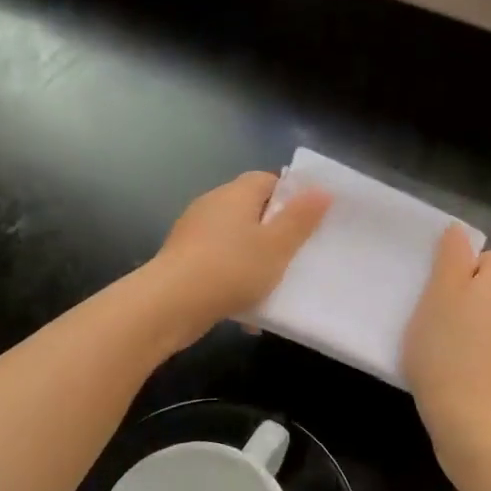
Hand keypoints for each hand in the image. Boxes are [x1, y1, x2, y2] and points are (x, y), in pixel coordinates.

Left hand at [149, 171, 330, 344]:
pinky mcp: (182, 261)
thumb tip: (321, 190)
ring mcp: (192, 234)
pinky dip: (233, 281)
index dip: (290, 197)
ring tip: (273, 288)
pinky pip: (217, 265)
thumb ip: (300, 219)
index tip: (308, 222)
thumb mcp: (277, 246)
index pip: (267, 180)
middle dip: (272, 233)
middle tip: (296, 257)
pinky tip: (246, 310)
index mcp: (235, 194)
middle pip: (250, 211)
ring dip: (252, 262)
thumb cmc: (231, 269)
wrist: (170, 304)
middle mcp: (211, 206)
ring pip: (234, 242)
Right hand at [403, 226, 490, 450]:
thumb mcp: (438, 295)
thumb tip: (459, 231)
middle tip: (435, 318)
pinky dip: (481, 353)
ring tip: (443, 348)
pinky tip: (457, 371)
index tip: (441, 292)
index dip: (466, 269)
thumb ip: (450, 258)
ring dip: (475, 326)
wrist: (472, 419)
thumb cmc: (447, 350)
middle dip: (470, 298)